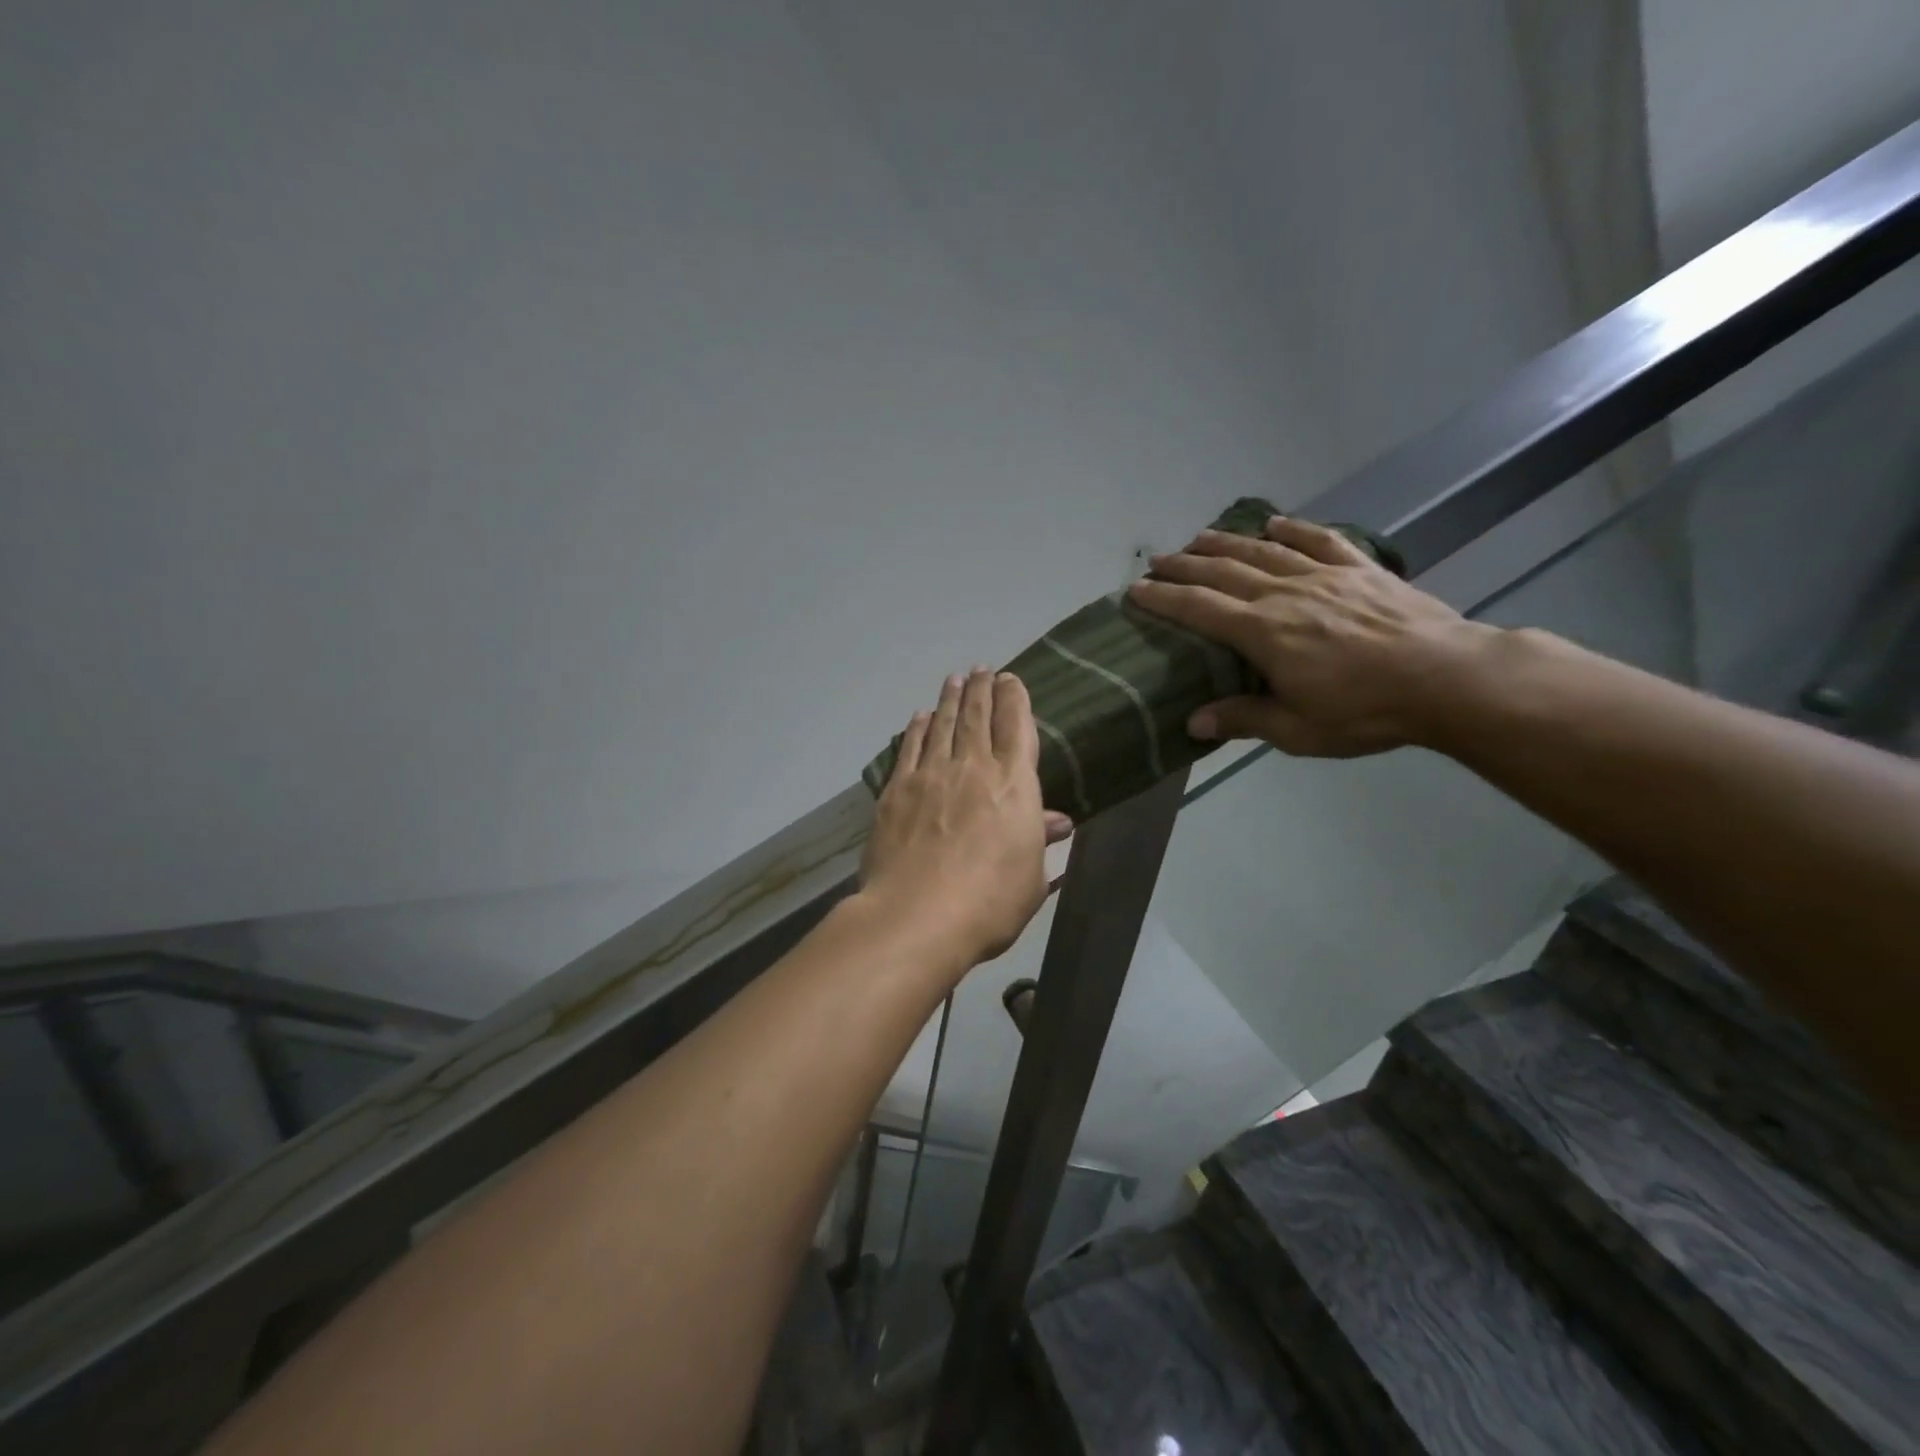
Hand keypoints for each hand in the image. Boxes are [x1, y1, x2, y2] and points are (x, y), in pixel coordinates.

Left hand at [860, 668, 1073, 969]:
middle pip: (977, 716)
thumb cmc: (989, 904)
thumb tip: (1056, 820)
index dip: (1015, 699)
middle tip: (982, 669)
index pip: (1017, 727)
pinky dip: (916, 728)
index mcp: (1014, 785)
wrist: (918, 916)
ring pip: (942, 725)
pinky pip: (909, 748)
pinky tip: (919, 717)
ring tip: (954, 679)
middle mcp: (973, 768)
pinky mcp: (896, 790)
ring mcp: (930, 775)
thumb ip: (1040, 842)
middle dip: (982, 689)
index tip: (1011, 680)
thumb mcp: (1032, 879)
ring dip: (949, 699)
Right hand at [1127, 516, 1498, 757]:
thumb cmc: (1366, 710)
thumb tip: (1192, 722)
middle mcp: (1285, 594)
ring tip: (1199, 536)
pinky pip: (1320, 541)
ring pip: (1264, 552)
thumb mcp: (1298, 729)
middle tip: (1157, 559)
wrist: (1447, 678)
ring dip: (1226, 542)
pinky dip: (1294, 529)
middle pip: (1224, 573)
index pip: (1200, 609)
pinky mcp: (1361, 570)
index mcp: (1264, 633)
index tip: (1135, 589)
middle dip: (1185, 565)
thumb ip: (1244, 719)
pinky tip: (1274, 523)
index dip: (1164, 599)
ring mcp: (1324, 577)